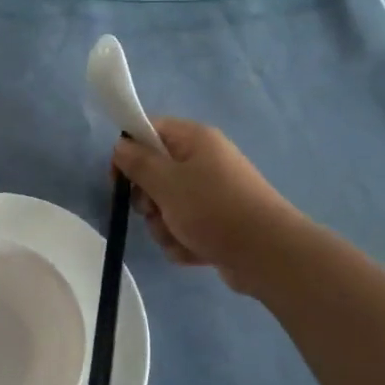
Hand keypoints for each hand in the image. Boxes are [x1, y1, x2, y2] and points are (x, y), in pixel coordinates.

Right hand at [111, 117, 302, 292]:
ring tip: (181, 236)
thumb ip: (138, 163)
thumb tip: (121, 146)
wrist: (266, 254)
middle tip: (154, 209)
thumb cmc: (213, 209)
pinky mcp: (216, 224)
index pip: (150, 130)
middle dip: (148, 199)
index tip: (118, 178)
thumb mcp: (167, 182)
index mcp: (194, 140)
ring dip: (164, 226)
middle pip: (154, 173)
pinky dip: (183, 241)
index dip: (129, 151)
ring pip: (165, 207)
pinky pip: (183, 228)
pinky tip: (195, 251)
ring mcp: (211, 194)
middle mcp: (204, 161)